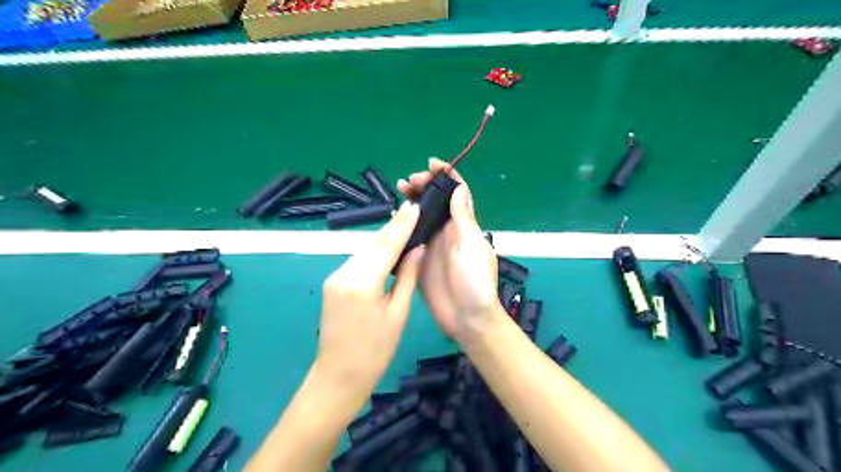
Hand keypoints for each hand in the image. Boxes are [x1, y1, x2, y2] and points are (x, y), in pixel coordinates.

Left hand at [314, 202, 424, 401]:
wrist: (338, 377)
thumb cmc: (375, 351)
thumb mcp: (397, 314)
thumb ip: (407, 277)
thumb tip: (417, 249)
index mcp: (362, 282)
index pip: (386, 245)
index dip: (401, 225)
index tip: (414, 206)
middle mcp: (343, 273)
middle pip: (372, 244)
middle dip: (392, 227)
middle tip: (412, 211)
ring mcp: (334, 277)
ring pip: (363, 251)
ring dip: (383, 239)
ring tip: (403, 226)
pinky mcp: (332, 283)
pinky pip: (357, 261)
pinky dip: (373, 253)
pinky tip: (386, 249)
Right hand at [398, 159, 501, 342]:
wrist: (466, 318)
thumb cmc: (475, 281)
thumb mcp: (471, 245)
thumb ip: (463, 218)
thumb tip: (459, 188)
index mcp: (464, 225)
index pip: (457, 193)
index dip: (447, 176)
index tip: (432, 164)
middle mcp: (448, 231)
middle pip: (436, 201)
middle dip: (424, 186)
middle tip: (409, 181)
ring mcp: (432, 245)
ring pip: (421, 216)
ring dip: (412, 201)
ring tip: (399, 191)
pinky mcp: (419, 259)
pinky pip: (410, 237)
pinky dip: (402, 225)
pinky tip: (393, 219)